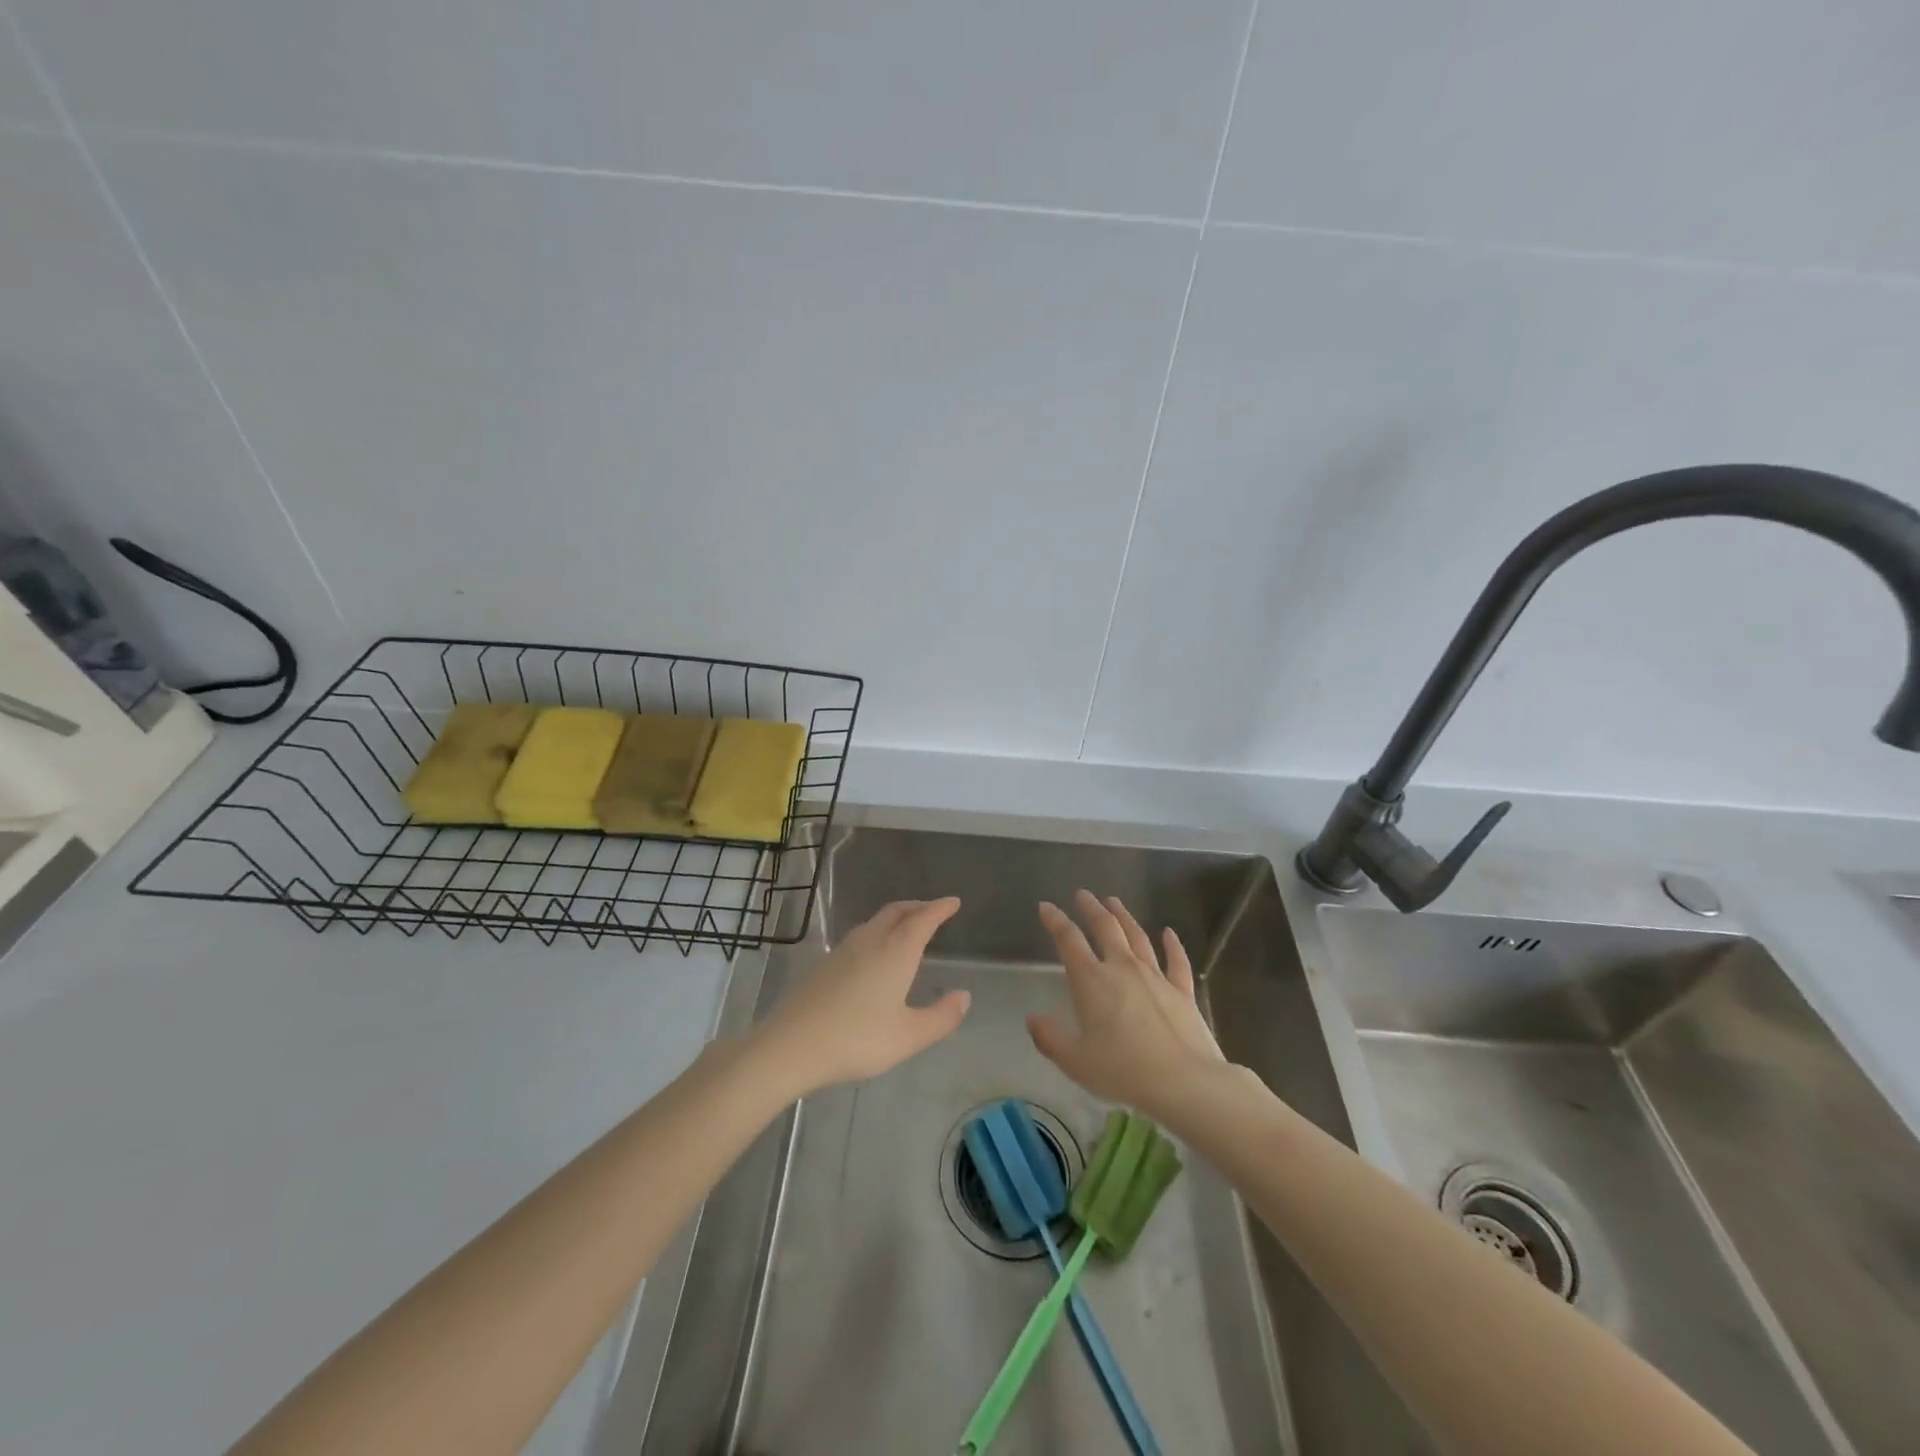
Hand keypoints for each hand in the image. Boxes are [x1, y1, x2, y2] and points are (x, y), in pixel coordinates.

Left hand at [751, 898, 969, 1096]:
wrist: (791, 1046)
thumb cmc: (857, 1039)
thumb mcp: (908, 1036)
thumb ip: (941, 1017)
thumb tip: (964, 996)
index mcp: (895, 951)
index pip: (923, 919)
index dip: (940, 908)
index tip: (953, 901)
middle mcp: (870, 941)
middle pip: (897, 912)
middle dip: (918, 907)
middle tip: (933, 911)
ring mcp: (843, 950)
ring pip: (875, 922)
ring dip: (896, 918)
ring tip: (907, 930)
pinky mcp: (824, 964)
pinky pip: (860, 936)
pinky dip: (877, 933)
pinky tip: (874, 955)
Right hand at [1028, 890, 1224, 1114]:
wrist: (1183, 1081)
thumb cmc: (1123, 1070)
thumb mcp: (1076, 1061)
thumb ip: (1050, 1038)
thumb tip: (1032, 1019)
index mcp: (1092, 981)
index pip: (1068, 941)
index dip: (1055, 921)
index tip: (1046, 906)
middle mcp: (1122, 968)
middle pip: (1105, 928)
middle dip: (1092, 908)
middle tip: (1083, 894)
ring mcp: (1155, 976)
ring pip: (1137, 937)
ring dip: (1124, 917)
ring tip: (1114, 902)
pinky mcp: (1182, 990)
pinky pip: (1176, 960)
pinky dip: (1172, 944)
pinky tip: (1168, 933)